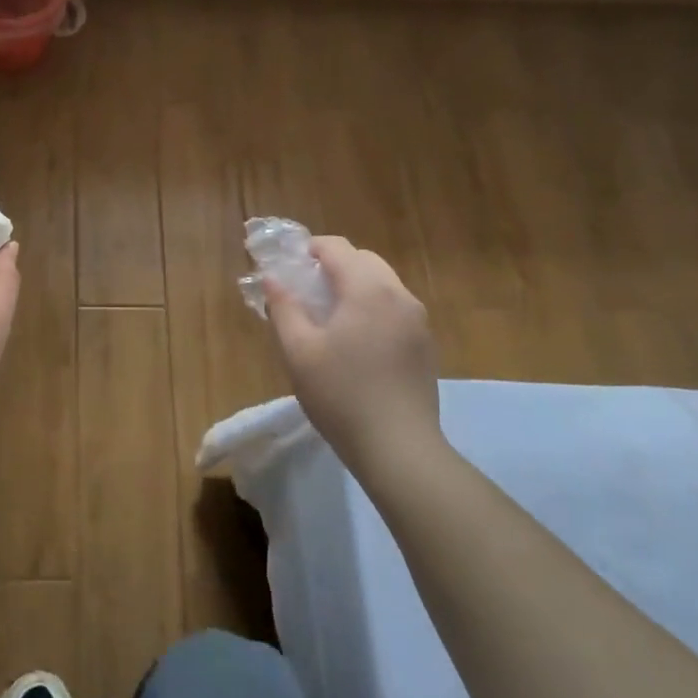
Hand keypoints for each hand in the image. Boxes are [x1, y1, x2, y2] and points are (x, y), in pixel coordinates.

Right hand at [265, 236, 442, 469]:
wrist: (399, 449)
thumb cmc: (341, 394)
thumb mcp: (298, 351)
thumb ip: (283, 307)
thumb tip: (272, 278)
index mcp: (368, 289)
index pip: (337, 247)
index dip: (310, 249)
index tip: (288, 266)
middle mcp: (399, 295)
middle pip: (364, 260)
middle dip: (334, 265)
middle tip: (306, 290)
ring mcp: (418, 321)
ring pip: (383, 284)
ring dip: (355, 286)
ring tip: (330, 317)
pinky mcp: (425, 345)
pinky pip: (395, 308)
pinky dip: (373, 308)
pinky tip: (356, 342)